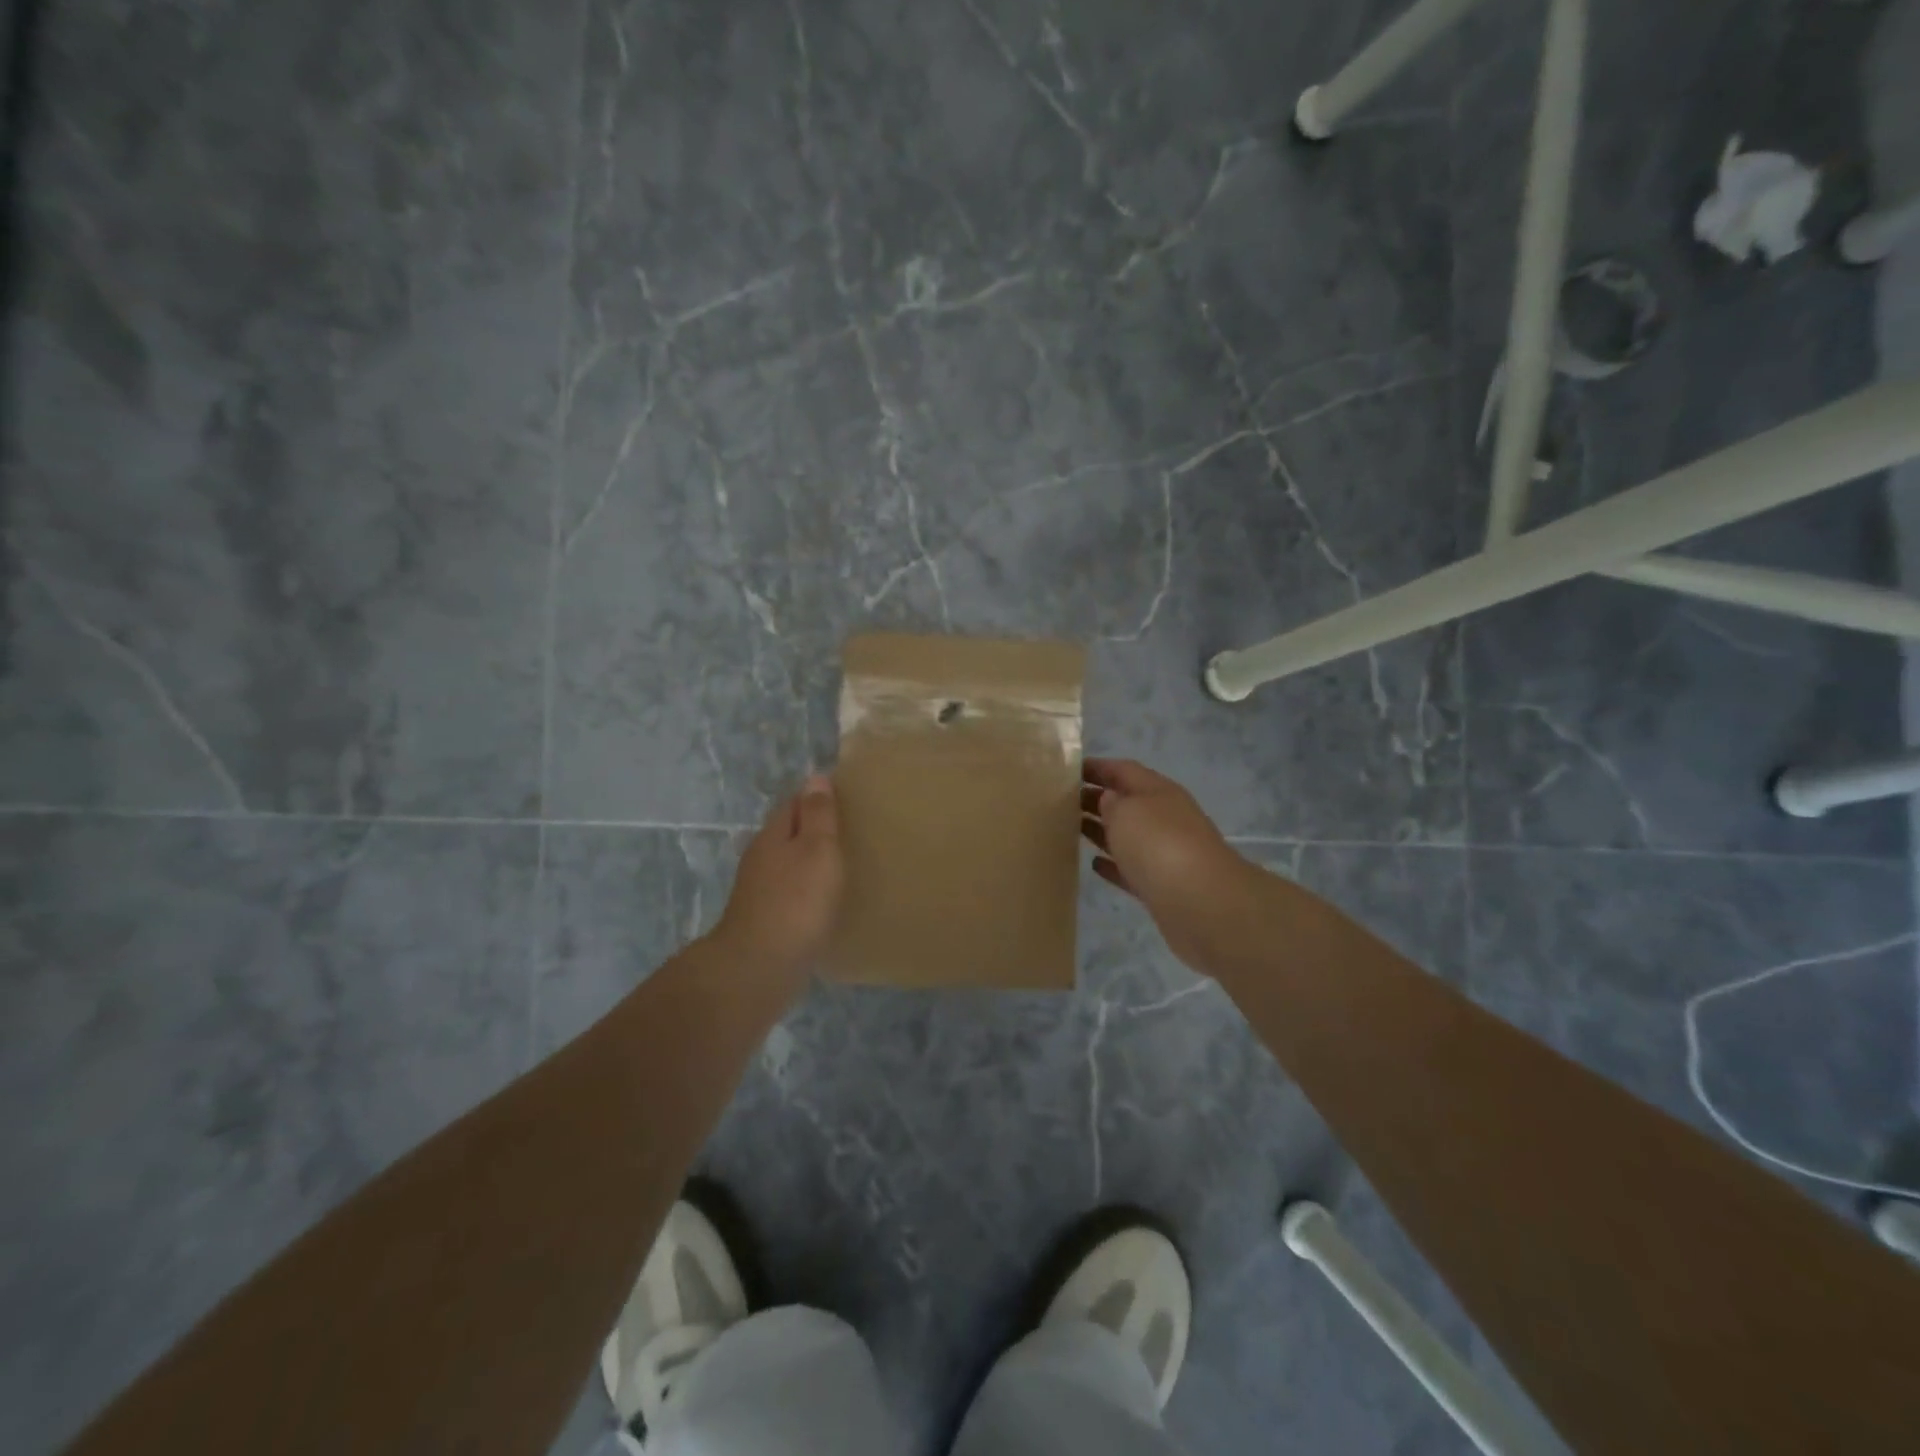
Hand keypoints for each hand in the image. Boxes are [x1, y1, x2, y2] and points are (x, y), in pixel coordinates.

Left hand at [712, 774, 845, 975]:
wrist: (760, 967)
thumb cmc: (796, 901)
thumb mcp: (817, 849)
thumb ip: (818, 814)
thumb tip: (815, 776)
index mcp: (773, 834)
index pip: (795, 802)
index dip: (819, 796)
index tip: (848, 796)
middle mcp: (761, 857)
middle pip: (790, 832)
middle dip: (815, 828)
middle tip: (852, 829)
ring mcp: (759, 890)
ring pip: (789, 863)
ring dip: (811, 860)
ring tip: (843, 863)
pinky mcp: (765, 919)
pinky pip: (791, 892)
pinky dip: (808, 888)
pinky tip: (824, 899)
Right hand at [1081, 758, 1259, 967]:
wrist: (1201, 902)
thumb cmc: (1158, 844)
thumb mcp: (1126, 811)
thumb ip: (1111, 802)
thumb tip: (1108, 800)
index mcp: (1158, 791)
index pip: (1124, 770)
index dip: (1097, 767)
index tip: (1069, 770)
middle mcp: (1165, 817)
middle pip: (1127, 802)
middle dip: (1097, 798)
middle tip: (1061, 801)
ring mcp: (1166, 853)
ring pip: (1128, 836)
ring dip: (1102, 830)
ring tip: (1071, 828)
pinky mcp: (1162, 886)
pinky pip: (1132, 869)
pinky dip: (1114, 865)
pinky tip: (1094, 864)